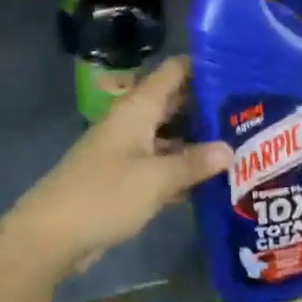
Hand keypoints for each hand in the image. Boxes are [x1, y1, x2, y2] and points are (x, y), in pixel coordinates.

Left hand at [0, 57, 229, 280]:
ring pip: (170, 135)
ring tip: (242, 143)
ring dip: (199, 140)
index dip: (204, 66)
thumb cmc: (104, 195)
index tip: (241, 69)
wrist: (51, 235)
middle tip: (251, 111)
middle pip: (175, 102)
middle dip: (209, 106)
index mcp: (138, 107)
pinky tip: (213, 179)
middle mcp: (134, 121)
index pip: (175, 71)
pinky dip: (183, 167)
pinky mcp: (124, 177)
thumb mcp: (156, 179)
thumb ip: (195, 163)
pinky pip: (161, 163)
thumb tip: (230, 149)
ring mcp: (128, 149)